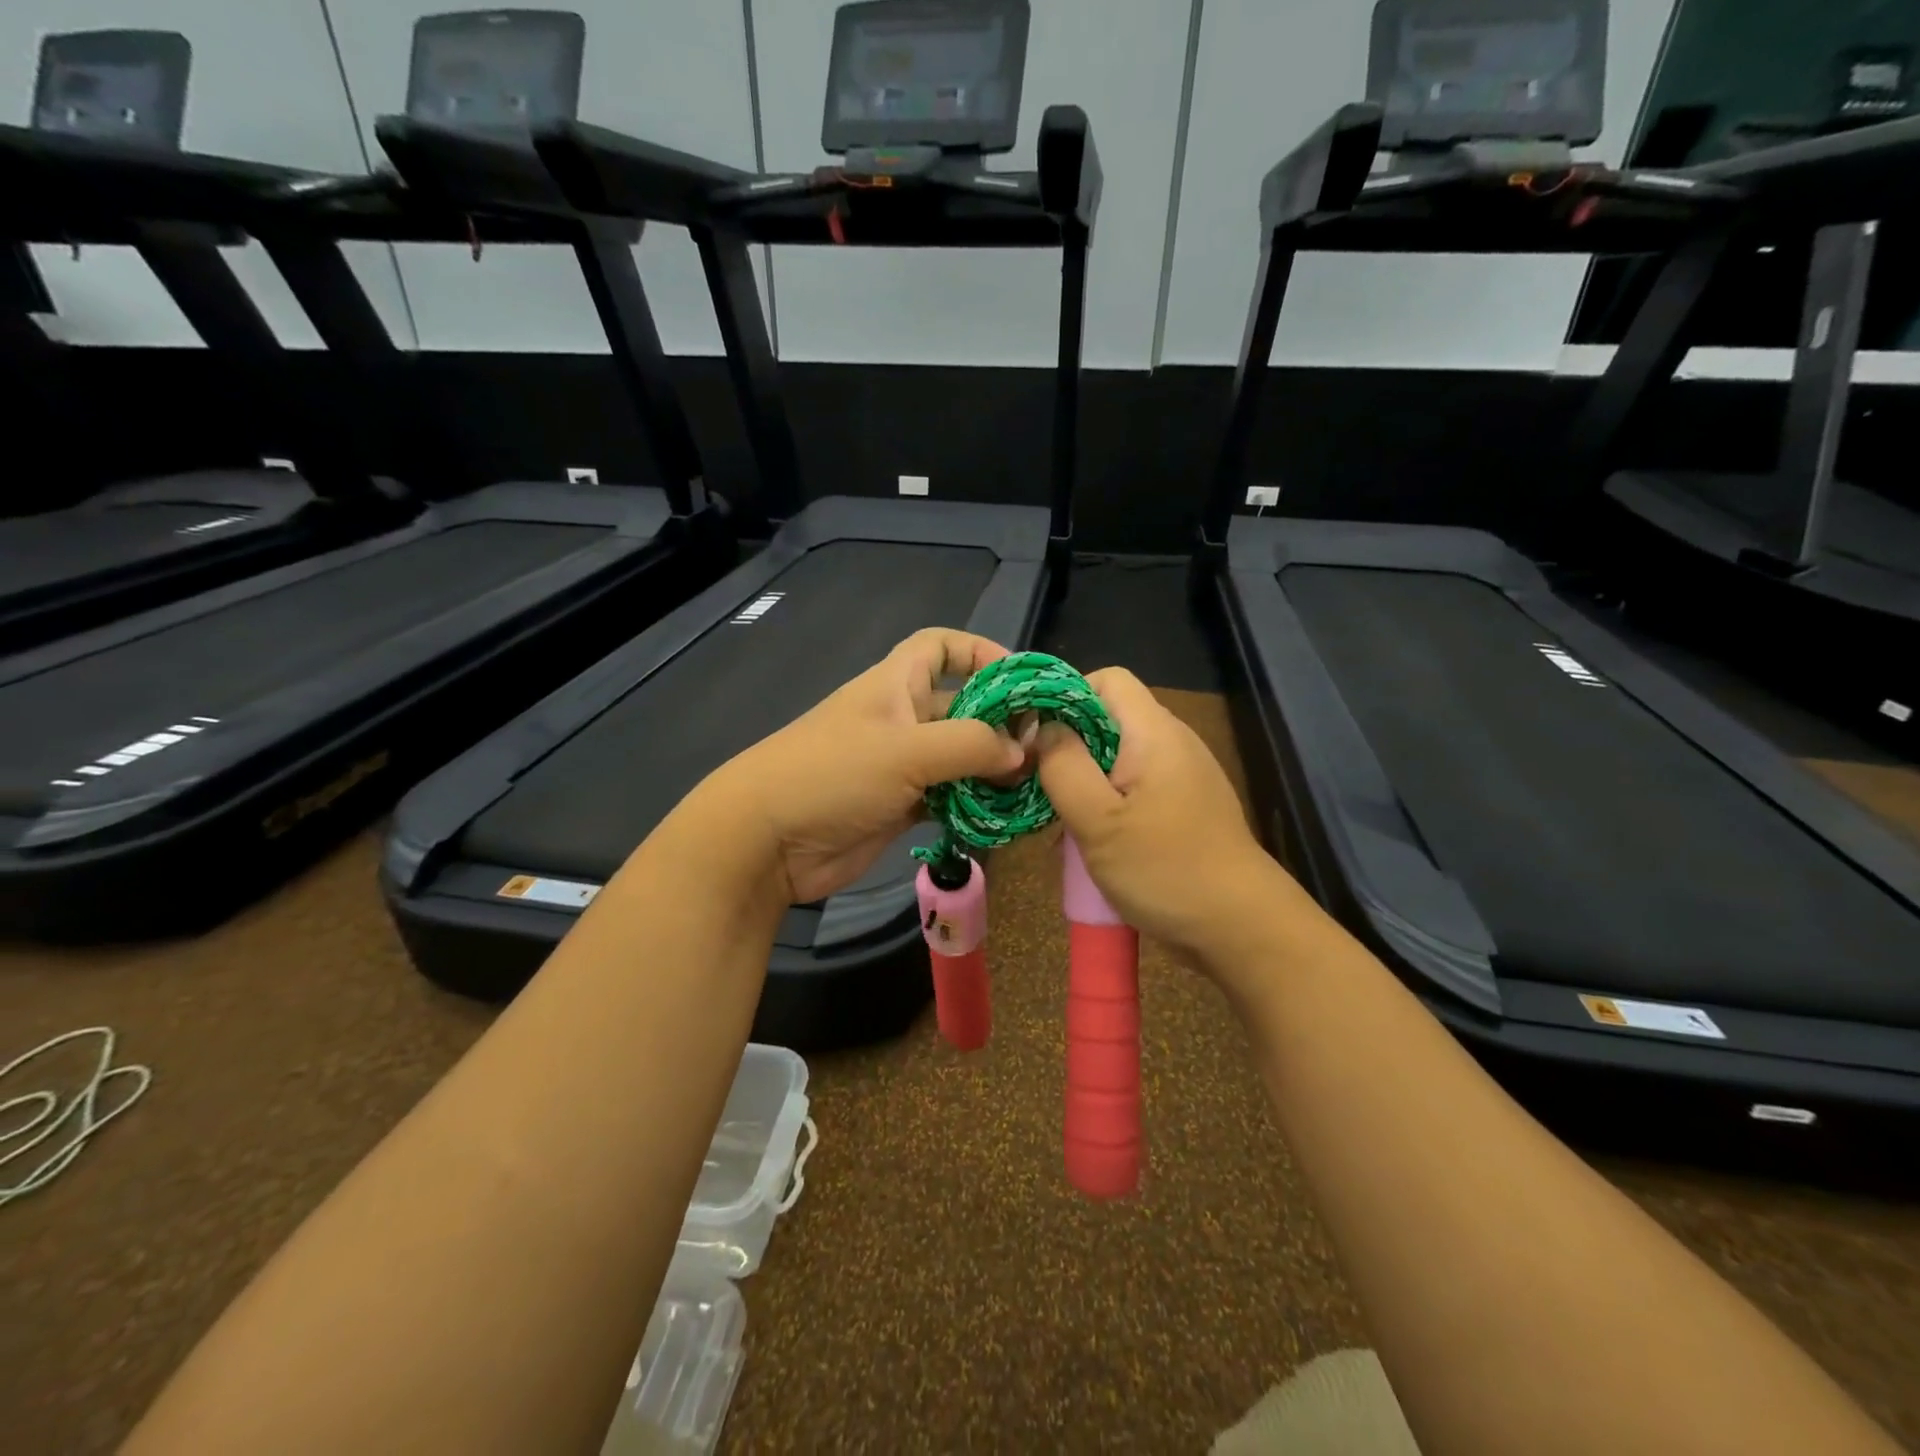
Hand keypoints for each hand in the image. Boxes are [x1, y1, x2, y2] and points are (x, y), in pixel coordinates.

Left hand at [699, 628, 1025, 903]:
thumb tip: (1023, 753)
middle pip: (961, 707)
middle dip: (1001, 722)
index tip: (1020, 679)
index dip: (980, 651)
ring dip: (992, 769)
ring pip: (958, 757)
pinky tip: (1003, 817)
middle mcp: (901, 719)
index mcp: (896, 685)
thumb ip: (972, 745)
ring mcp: (900, 765)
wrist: (766, 840)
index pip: (941, 646)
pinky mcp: (899, 806)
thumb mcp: (908, 750)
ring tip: (1034, 786)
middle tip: (1044, 748)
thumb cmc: (834, 774)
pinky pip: (948, 797)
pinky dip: (973, 804)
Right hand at [1036, 667, 1312, 995]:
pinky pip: (1133, 788)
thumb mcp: (1098, 820)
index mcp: (1154, 732)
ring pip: (1116, 757)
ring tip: (1060, 823)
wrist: (1242, 929)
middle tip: (1041, 789)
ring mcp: (1181, 776)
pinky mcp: (1183, 807)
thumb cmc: (1165, 869)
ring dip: (1083, 783)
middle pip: (1108, 719)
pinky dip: (1106, 805)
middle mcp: (1172, 742)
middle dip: (1068, 748)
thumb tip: (1043, 728)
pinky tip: (1091, 843)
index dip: (1065, 698)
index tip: (1037, 741)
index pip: (1106, 679)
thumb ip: (1063, 765)